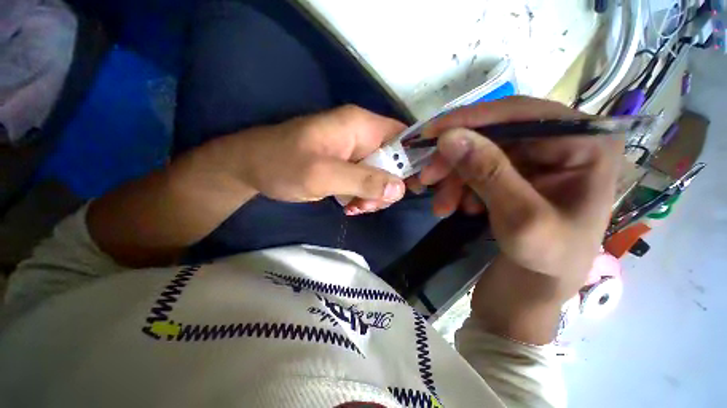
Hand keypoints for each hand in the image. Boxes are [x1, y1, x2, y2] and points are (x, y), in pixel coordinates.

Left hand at [213, 105, 406, 212]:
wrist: (251, 169)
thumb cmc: (283, 164)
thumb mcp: (323, 174)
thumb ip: (363, 180)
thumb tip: (400, 189)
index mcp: (360, 126)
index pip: (403, 137)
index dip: (414, 160)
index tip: (415, 187)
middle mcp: (362, 136)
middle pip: (394, 161)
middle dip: (387, 187)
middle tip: (368, 205)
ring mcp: (354, 153)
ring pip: (381, 176)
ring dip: (373, 196)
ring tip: (355, 208)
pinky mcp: (346, 167)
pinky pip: (367, 182)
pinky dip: (363, 197)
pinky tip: (350, 207)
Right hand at [417, 96, 621, 297]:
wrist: (536, 290)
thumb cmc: (544, 262)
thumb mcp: (519, 218)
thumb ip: (487, 171)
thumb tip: (448, 136)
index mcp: (587, 144)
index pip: (520, 114)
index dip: (470, 120)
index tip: (430, 133)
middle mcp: (564, 144)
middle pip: (496, 134)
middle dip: (456, 158)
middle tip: (427, 178)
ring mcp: (538, 160)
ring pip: (481, 153)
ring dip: (454, 178)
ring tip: (441, 206)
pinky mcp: (516, 175)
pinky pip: (478, 170)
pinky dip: (461, 187)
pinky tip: (459, 207)